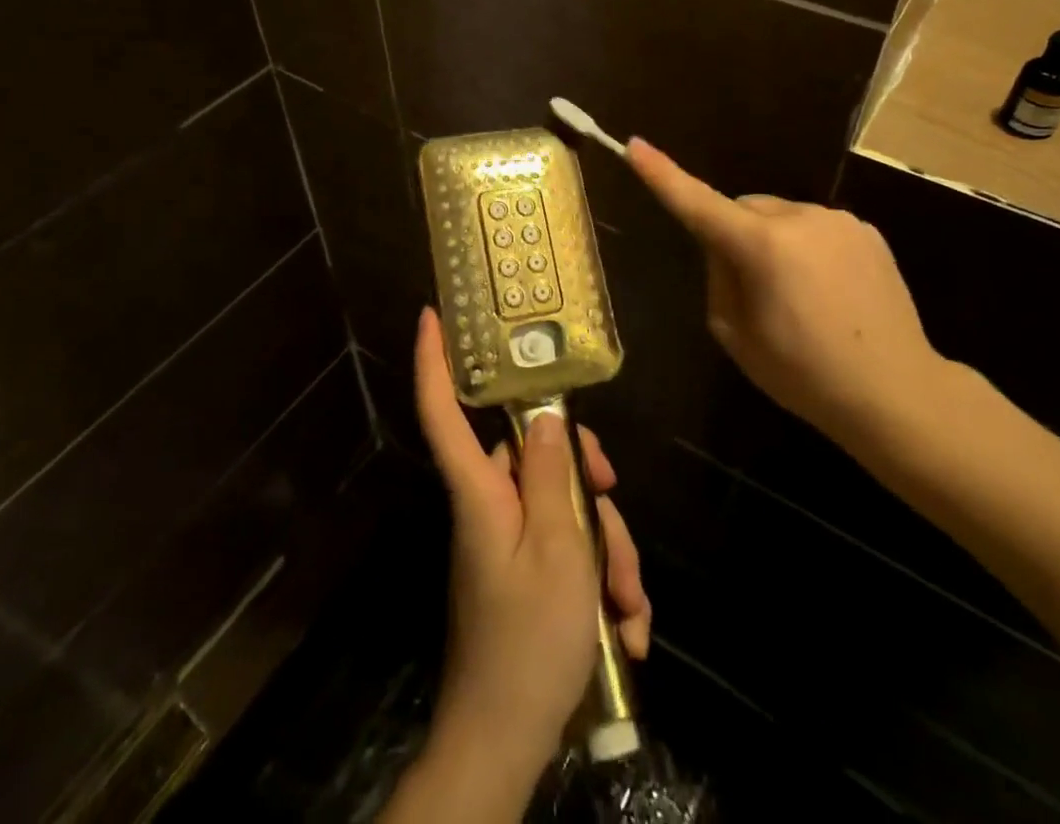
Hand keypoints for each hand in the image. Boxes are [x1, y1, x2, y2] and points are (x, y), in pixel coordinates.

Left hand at [394, 308, 649, 819]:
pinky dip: (599, 583)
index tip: (430, 316)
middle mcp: (489, 507)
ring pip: (564, 510)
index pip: (443, 413)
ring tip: (630, 607)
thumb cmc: (528, 641)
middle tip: (615, 508)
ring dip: (606, 552)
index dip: (433, 362)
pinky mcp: (526, 575)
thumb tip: (540, 416)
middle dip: (587, 484)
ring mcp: (508, 543)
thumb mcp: (557, 551)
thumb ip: (549, 476)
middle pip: (534, 459)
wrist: (506, 744)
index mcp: (480, 492)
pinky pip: (567, 552)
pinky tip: (625, 628)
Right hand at [625, 137, 953, 456]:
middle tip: (750, 289)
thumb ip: (718, 276)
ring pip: (780, 217)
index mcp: (762, 247)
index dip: (663, 175)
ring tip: (797, 297)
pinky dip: (805, 248)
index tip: (635, 145)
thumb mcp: (735, 334)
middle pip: (743, 210)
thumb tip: (723, 246)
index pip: (699, 204)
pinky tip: (827, 291)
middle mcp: (800, 218)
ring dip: (773, 242)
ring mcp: (838, 220)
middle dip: (735, 235)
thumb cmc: (804, 374)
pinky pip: (814, 227)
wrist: (898, 392)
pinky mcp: (866, 230)